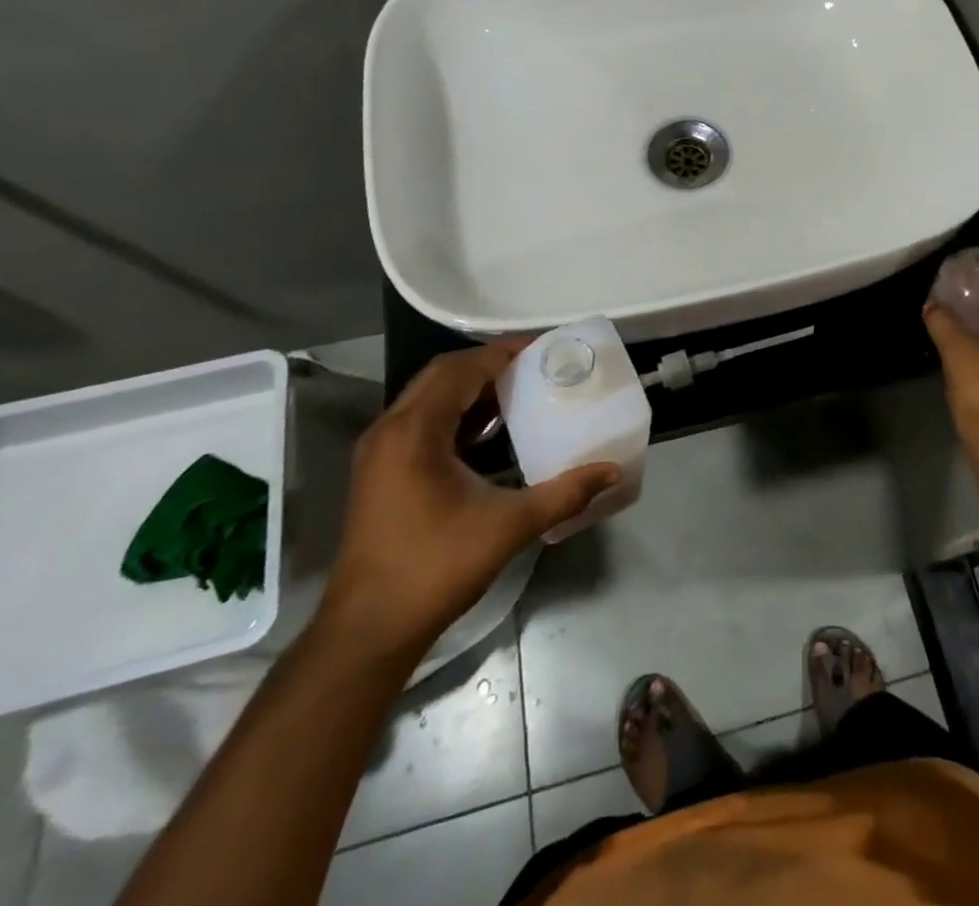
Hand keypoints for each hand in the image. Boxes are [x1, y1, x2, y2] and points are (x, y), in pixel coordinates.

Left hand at [316, 342, 620, 662]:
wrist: (367, 631)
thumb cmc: (434, 569)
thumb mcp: (507, 527)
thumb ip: (562, 494)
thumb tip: (611, 471)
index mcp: (414, 432)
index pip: (461, 370)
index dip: (502, 354)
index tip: (543, 348)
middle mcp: (390, 430)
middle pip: (441, 376)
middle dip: (488, 365)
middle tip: (535, 366)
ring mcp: (379, 452)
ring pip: (427, 398)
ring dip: (470, 389)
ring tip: (518, 391)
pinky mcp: (379, 472)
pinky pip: (420, 422)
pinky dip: (455, 414)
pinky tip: (487, 433)